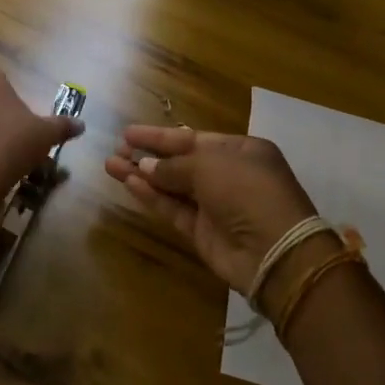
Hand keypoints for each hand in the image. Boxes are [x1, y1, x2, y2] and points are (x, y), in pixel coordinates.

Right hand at [105, 126, 319, 294]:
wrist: (273, 252)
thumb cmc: (247, 191)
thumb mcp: (209, 165)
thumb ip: (173, 165)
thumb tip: (144, 166)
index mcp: (240, 151)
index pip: (193, 138)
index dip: (160, 136)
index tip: (129, 132)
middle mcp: (228, 174)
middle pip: (180, 161)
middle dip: (148, 154)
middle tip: (117, 148)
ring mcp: (215, 205)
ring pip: (172, 185)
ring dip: (143, 175)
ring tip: (110, 164)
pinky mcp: (203, 232)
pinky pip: (173, 208)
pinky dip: (151, 196)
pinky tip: (128, 183)